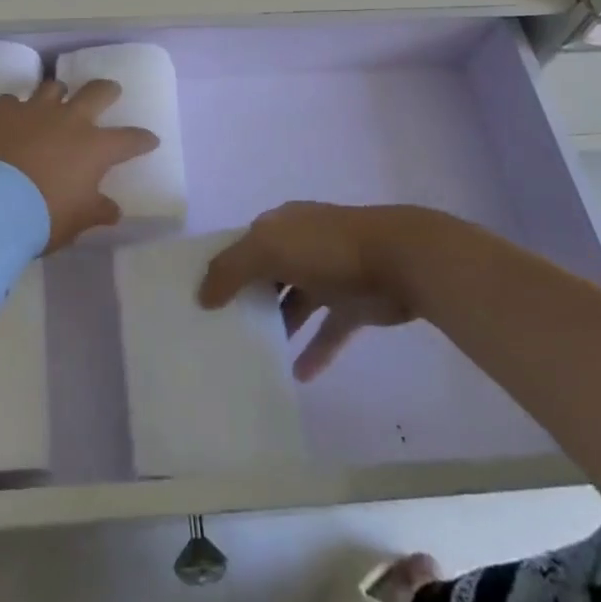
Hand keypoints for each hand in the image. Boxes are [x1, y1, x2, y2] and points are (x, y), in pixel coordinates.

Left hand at [0, 79, 158, 252]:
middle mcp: (69, 120)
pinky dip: (15, 108)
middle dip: (107, 91)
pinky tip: (11, 117)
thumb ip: (96, 211)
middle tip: (110, 91)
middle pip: (97, 92)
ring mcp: (34, 110)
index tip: (150, 139)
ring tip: (56, 99)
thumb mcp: (76, 221)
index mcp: (94, 148)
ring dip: (58, 94)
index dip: (142, 139)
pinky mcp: (1, 110)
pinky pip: (12, 100)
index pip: (130, 139)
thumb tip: (113, 210)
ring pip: (53, 87)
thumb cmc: (42, 217)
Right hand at [199, 202, 431, 380]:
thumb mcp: (268, 249)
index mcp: (280, 225)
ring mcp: (329, 275)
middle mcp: (301, 246)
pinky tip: (298, 375)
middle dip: (246, 298)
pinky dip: (315, 352)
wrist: (400, 259)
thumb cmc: (327, 248)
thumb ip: (230, 269)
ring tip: (252, 355)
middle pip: (266, 274)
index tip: (200, 298)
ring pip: (295, 303)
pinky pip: (327, 331)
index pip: (243, 244)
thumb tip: (201, 296)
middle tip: (221, 332)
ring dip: (278, 326)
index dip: (222, 267)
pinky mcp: (353, 305)